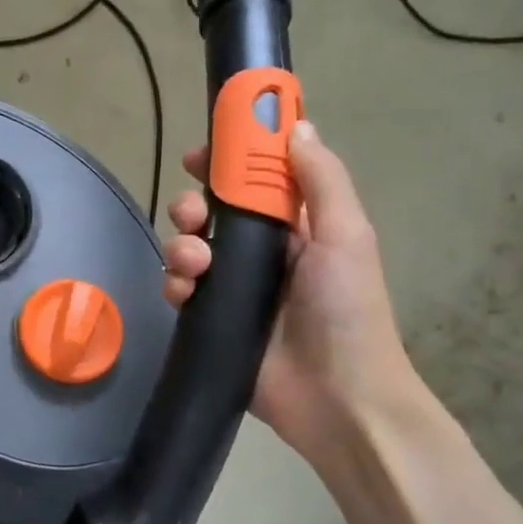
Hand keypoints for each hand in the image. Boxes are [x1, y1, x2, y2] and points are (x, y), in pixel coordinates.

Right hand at [162, 119, 420, 464]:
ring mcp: (234, 288)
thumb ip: (320, 180)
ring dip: (181, 245)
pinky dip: (174, 284)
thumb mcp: (345, 236)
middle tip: (192, 215)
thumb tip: (296, 125)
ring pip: (190, 248)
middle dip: (194, 205)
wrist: (336, 398)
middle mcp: (263, 252)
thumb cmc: (348, 311)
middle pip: (213, 212)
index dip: (230, 160)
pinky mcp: (211, 320)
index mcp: (298, 226)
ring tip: (194, 264)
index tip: (203, 152)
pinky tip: (184, 293)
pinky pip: (180, 290)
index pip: (257, 180)